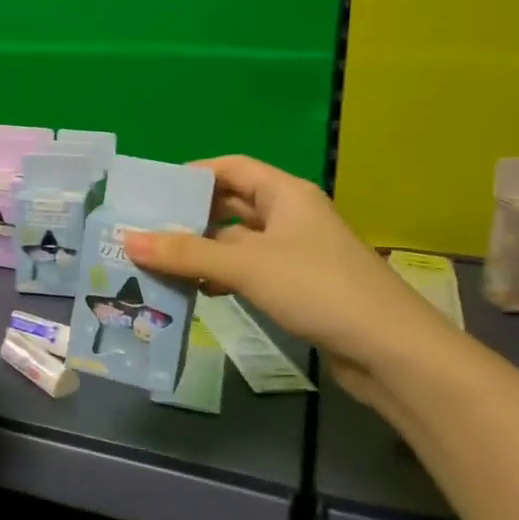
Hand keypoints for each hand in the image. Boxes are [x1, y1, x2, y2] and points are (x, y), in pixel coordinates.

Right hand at [122, 156, 450, 404]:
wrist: (391, 351)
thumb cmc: (318, 289)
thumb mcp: (246, 266)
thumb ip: (186, 253)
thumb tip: (128, 239)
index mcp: (286, 194)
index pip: (231, 168)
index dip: (192, 175)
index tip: (152, 192)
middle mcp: (291, 216)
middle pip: (231, 204)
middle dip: (191, 216)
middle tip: (145, 230)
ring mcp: (296, 253)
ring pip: (238, 241)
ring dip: (203, 250)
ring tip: (159, 262)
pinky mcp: (298, 286)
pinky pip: (249, 270)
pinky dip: (222, 276)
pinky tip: (197, 291)